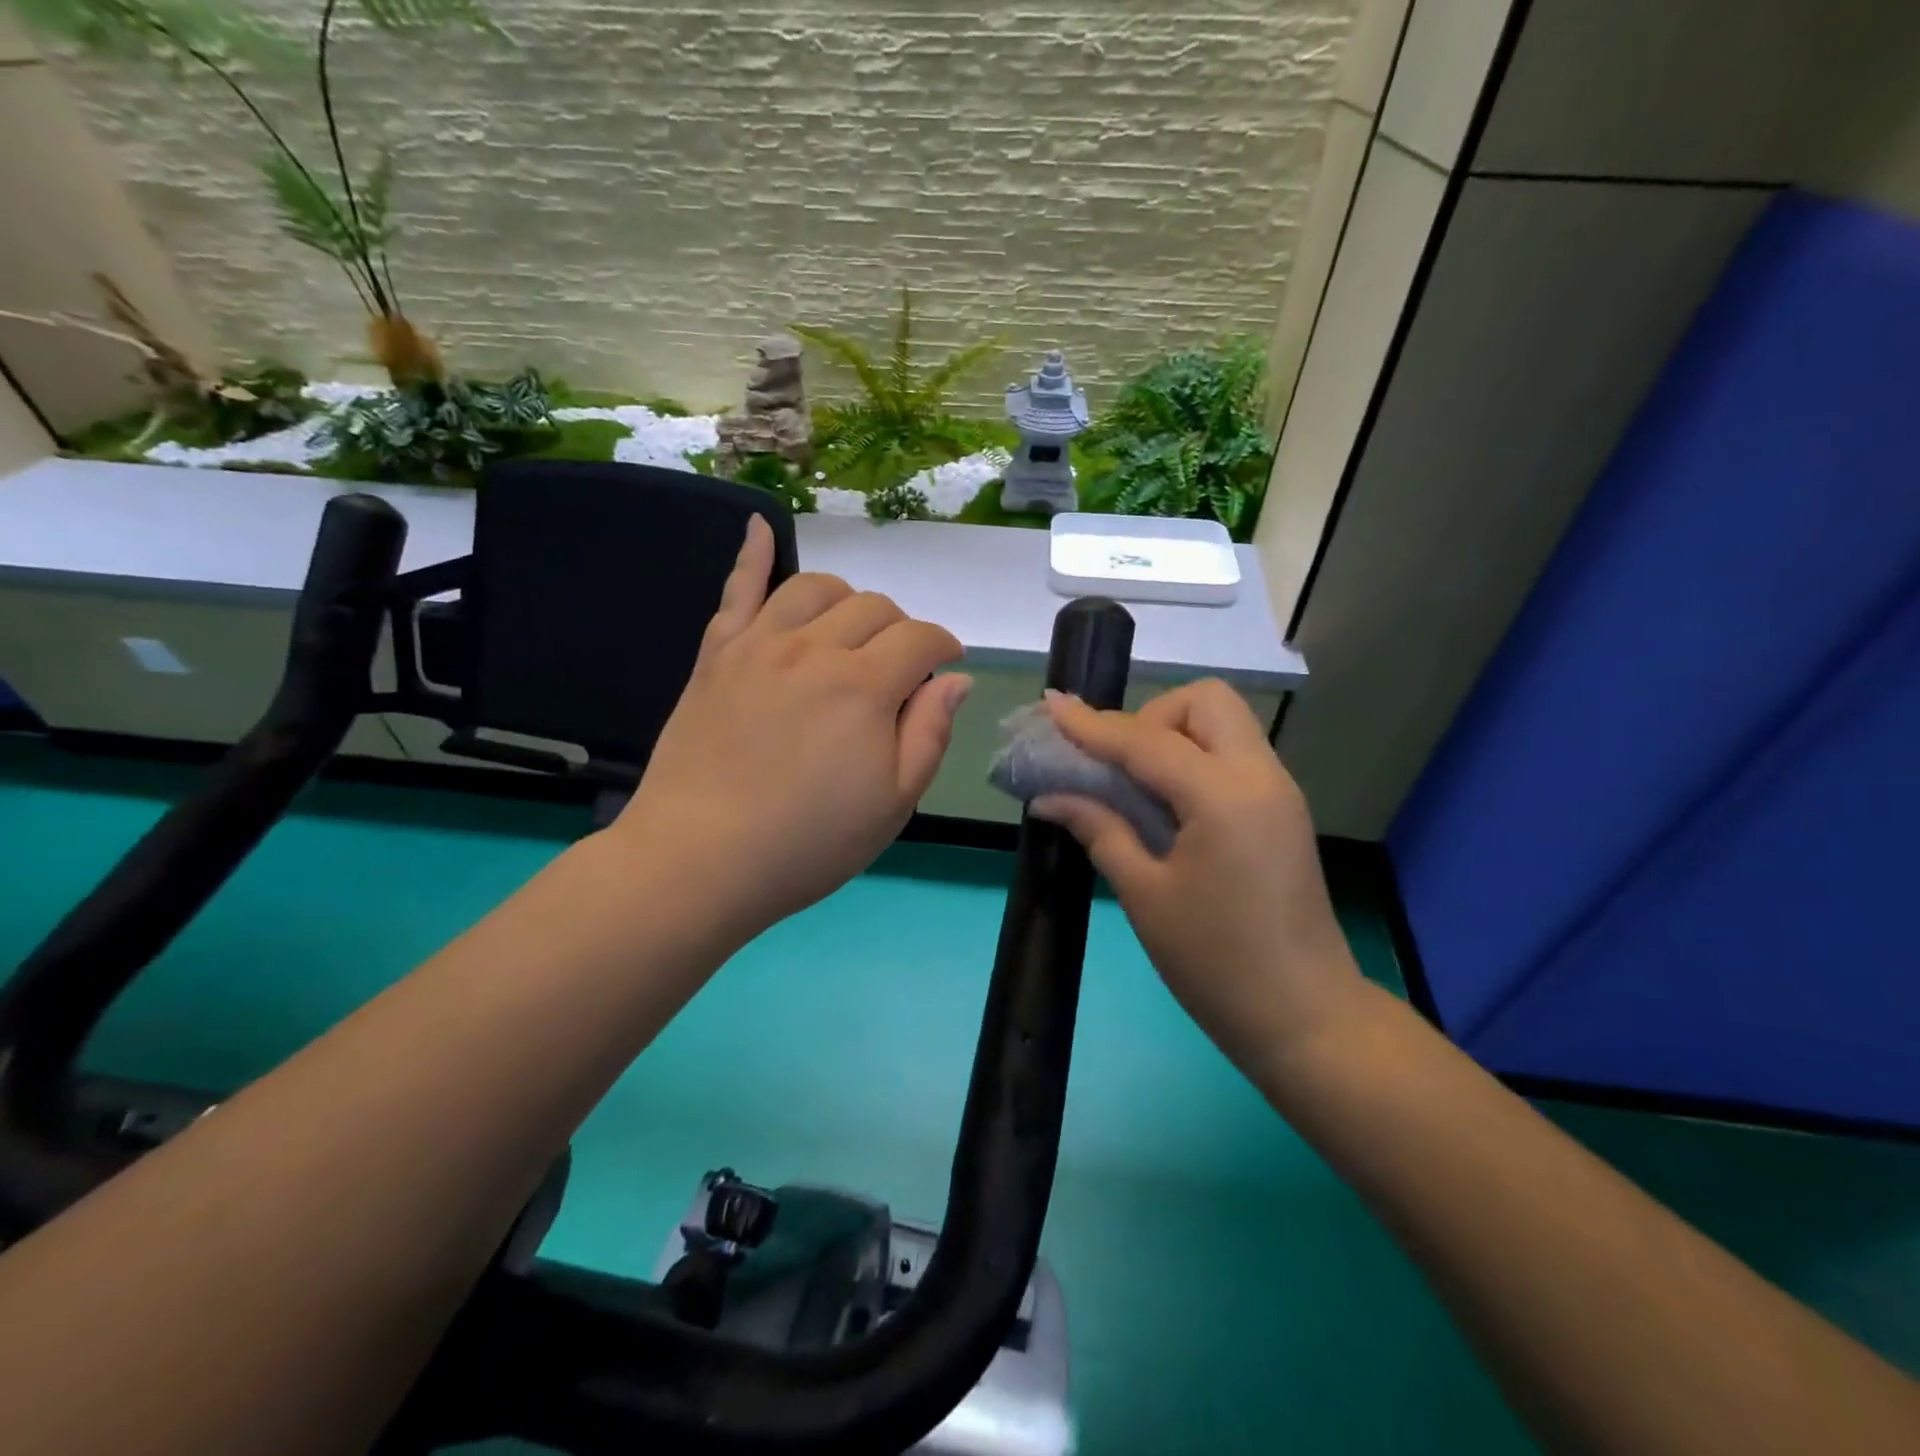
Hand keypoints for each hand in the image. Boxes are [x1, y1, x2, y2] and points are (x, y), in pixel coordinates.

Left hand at [611, 515, 970, 942]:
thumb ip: (930, 733)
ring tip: (851, 628)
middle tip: (900, 668)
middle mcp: (814, 648)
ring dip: (847, 599)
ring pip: (816, 589)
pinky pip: (736, 590)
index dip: (944, 646)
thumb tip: (956, 679)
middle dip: (901, 629)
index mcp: (865, 686)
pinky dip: (751, 555)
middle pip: (874, 607)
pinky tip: (758, 525)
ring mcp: (759, 645)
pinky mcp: (717, 655)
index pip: (920, 639)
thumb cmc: (809, 843)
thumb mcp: (894, 803)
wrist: (699, 859)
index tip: (948, 665)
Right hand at [1031, 681, 1365, 1073]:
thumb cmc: (1215, 963)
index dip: (1093, 724)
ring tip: (1137, 783)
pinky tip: (1167, 802)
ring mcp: (1279, 791)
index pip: (1147, 741)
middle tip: (1119, 765)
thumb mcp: (1145, 895)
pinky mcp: (1282, 810)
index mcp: (1223, 797)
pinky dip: (1195, 757)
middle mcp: (1260, 777)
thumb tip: (1050, 798)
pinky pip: (1234, 754)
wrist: (1304, 1017)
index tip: (1052, 705)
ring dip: (1175, 734)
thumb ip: (1100, 831)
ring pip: (1225, 723)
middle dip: (1152, 716)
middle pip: (1206, 701)